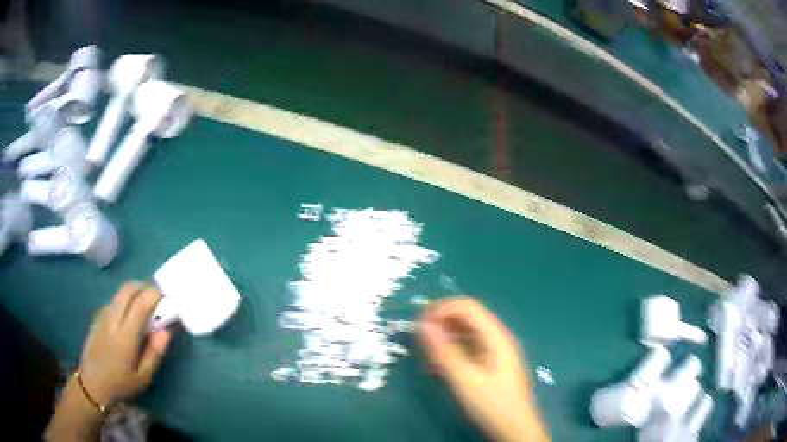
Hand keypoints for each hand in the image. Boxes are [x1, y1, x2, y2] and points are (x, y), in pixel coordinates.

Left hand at [79, 282, 170, 406]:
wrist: (92, 384)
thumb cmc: (120, 384)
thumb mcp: (143, 377)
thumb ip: (154, 353)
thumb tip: (165, 331)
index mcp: (124, 335)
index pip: (140, 304)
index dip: (154, 295)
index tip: (167, 297)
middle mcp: (112, 319)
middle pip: (127, 290)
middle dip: (144, 287)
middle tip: (157, 297)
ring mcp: (102, 316)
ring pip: (119, 293)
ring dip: (134, 292)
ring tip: (145, 306)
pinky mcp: (97, 317)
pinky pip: (114, 301)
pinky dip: (125, 300)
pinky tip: (129, 316)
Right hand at [418, 297, 548, 441]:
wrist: (515, 431)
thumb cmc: (492, 405)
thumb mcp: (464, 380)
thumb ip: (444, 352)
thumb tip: (423, 325)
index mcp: (496, 337)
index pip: (468, 307)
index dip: (442, 309)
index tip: (418, 324)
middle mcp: (497, 339)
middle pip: (467, 318)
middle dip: (441, 324)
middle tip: (419, 342)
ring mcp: (495, 353)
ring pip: (467, 335)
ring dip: (445, 339)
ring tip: (427, 357)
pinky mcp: (491, 366)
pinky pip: (469, 350)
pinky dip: (452, 353)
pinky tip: (439, 368)